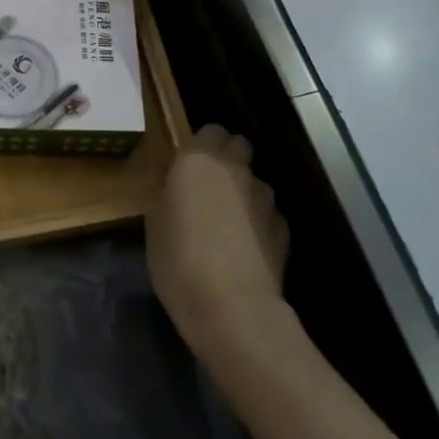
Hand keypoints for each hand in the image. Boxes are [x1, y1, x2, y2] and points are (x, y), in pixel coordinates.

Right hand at [146, 125, 289, 361]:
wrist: (233, 308)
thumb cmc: (179, 262)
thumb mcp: (154, 225)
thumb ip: (168, 195)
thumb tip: (176, 188)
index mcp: (197, 161)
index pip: (209, 130)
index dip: (200, 145)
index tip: (187, 167)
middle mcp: (236, 169)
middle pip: (238, 145)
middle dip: (226, 158)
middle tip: (207, 187)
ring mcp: (265, 197)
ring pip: (254, 180)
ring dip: (242, 191)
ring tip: (227, 223)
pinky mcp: (284, 227)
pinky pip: (267, 212)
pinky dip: (257, 221)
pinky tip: (245, 247)